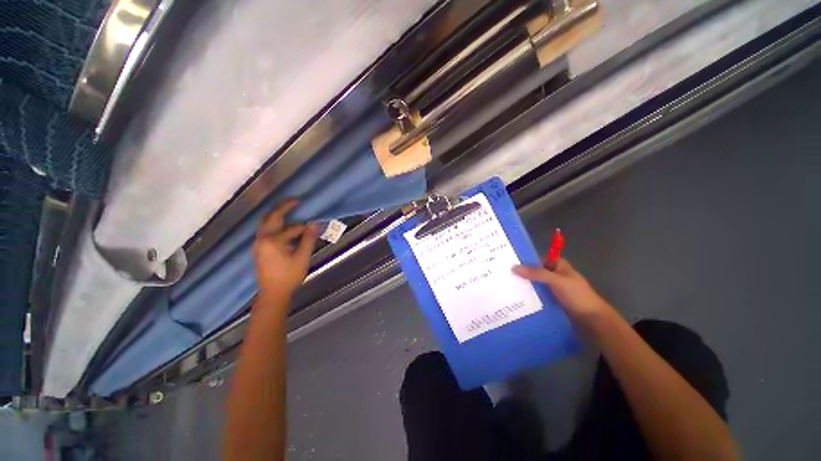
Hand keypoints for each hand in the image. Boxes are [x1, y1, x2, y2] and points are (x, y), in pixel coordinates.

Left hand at [253, 200, 317, 302]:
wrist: (273, 293)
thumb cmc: (289, 276)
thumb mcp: (302, 257)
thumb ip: (308, 239)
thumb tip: (315, 224)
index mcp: (272, 241)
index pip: (292, 228)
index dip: (305, 227)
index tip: (315, 225)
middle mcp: (262, 239)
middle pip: (271, 218)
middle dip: (283, 207)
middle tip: (295, 201)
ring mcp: (258, 243)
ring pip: (266, 223)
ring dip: (276, 215)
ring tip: (289, 209)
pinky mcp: (258, 248)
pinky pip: (265, 230)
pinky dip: (274, 224)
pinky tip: (283, 226)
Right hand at [513, 257, 614, 328]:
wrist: (592, 319)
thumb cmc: (577, 295)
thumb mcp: (556, 281)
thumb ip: (536, 273)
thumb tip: (513, 267)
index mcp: (558, 265)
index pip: (536, 259)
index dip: (524, 260)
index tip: (507, 263)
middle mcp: (554, 274)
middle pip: (534, 272)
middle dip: (521, 274)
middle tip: (503, 276)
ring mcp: (552, 288)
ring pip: (535, 284)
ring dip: (524, 286)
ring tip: (506, 287)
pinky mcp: (551, 299)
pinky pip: (537, 294)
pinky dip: (529, 295)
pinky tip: (516, 298)